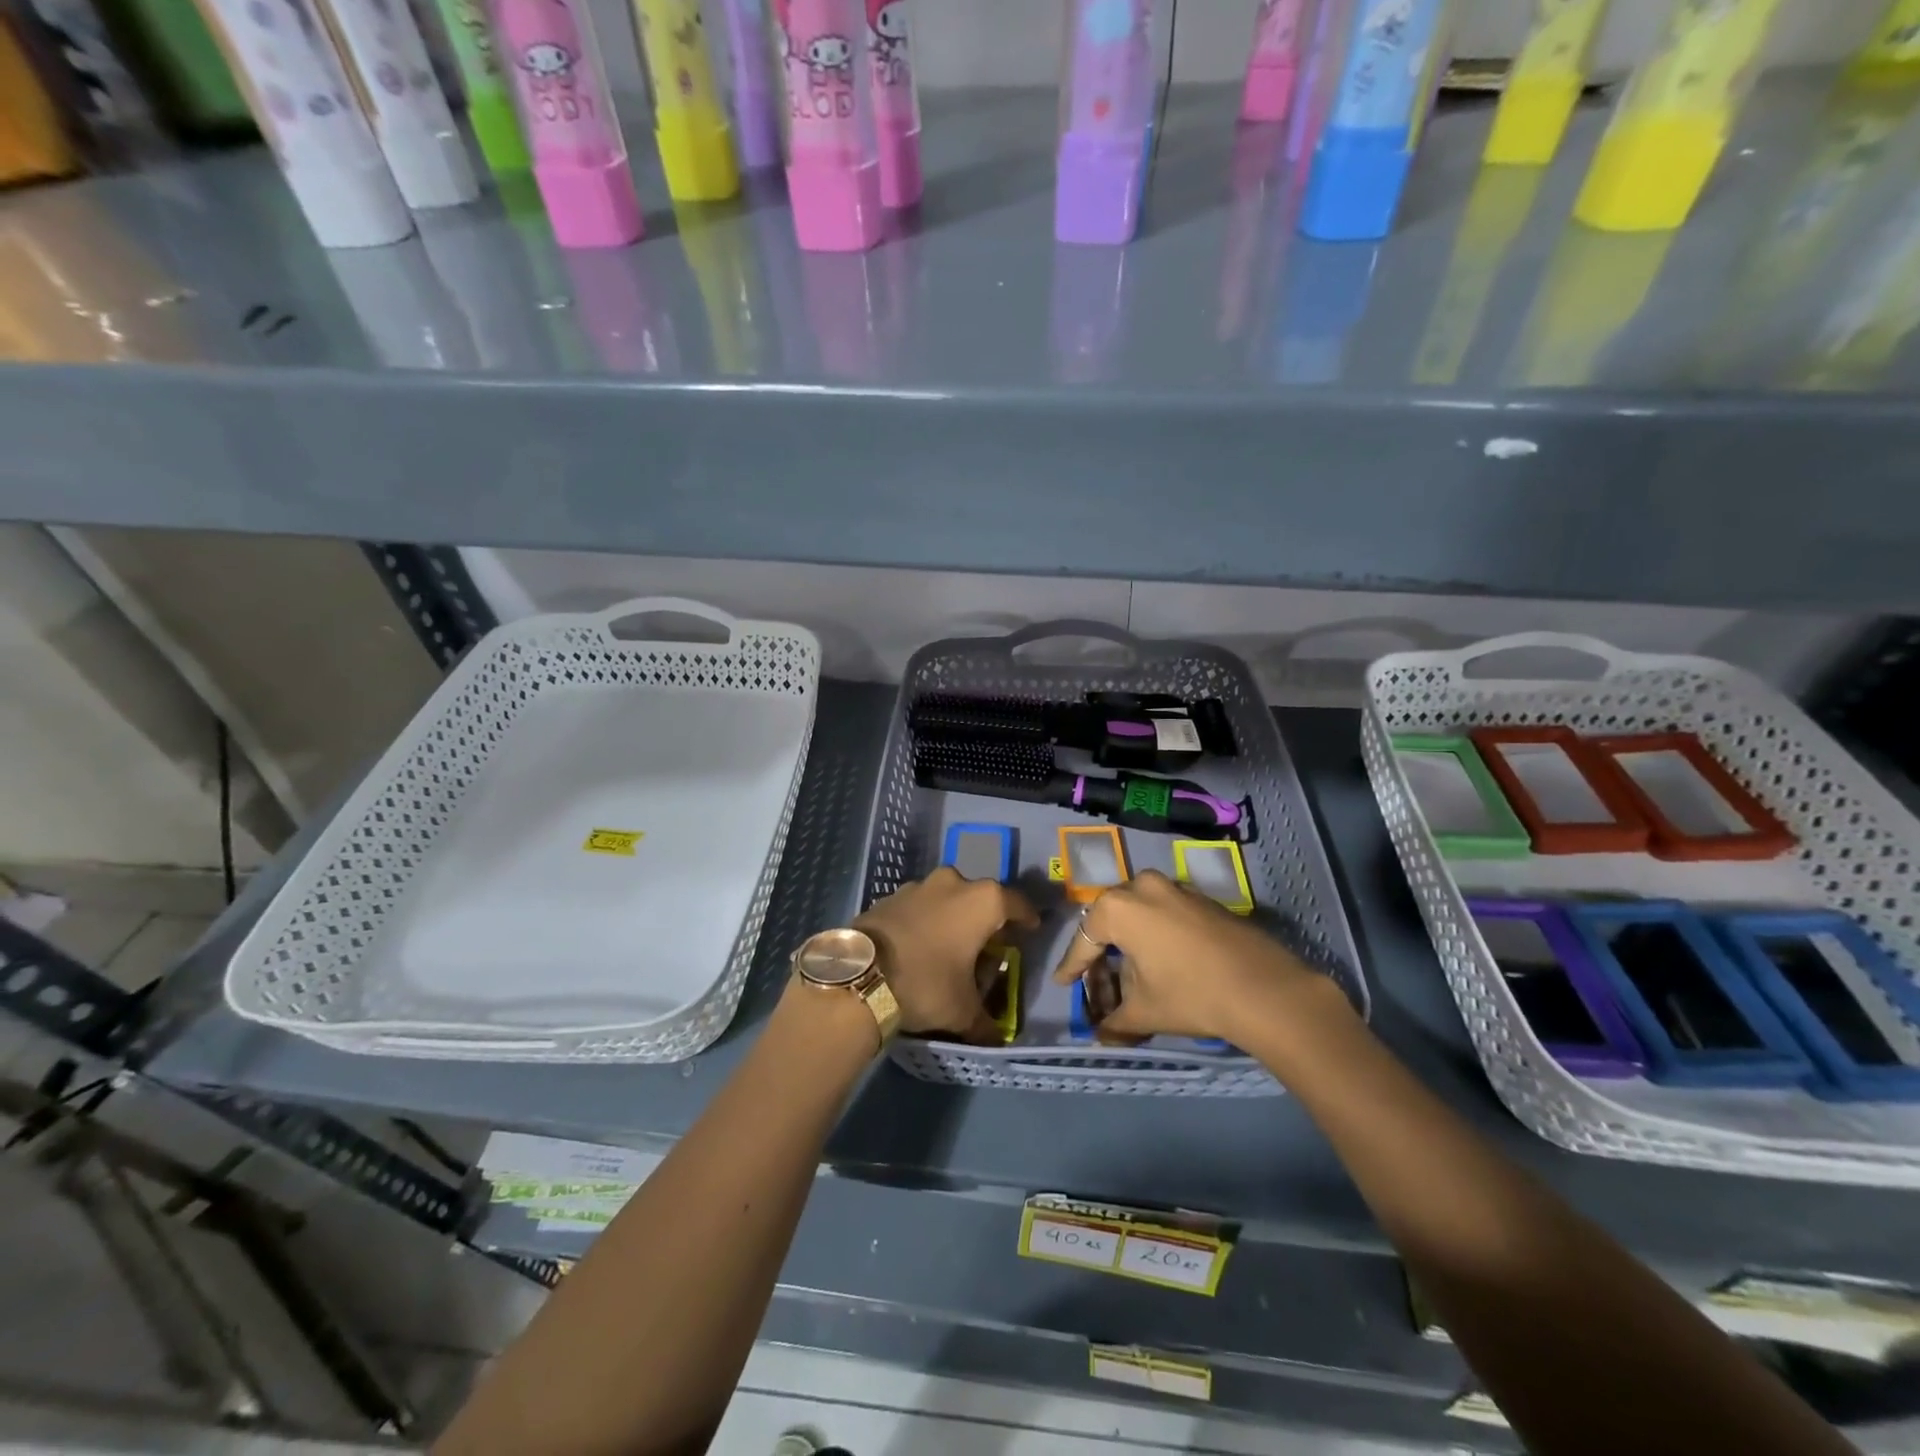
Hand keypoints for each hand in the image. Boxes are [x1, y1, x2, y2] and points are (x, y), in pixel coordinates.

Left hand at [856, 867, 1038, 1042]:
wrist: (859, 977)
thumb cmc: (927, 984)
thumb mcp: (963, 1011)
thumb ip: (986, 1023)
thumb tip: (996, 1038)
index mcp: (983, 901)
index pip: (1017, 904)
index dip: (1026, 920)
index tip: (1029, 932)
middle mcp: (954, 883)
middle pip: (981, 898)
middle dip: (986, 920)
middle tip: (986, 946)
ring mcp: (919, 885)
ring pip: (947, 898)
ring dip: (953, 917)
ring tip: (950, 947)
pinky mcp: (890, 896)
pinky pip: (920, 906)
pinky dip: (925, 921)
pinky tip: (919, 945)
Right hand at [1050, 871, 1334, 1043]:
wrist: (1266, 989)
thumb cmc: (1191, 994)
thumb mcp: (1145, 1012)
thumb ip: (1115, 1022)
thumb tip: (1101, 1036)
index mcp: (1118, 907)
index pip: (1085, 940)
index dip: (1072, 967)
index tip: (1062, 984)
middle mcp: (1142, 886)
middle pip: (1110, 922)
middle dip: (1102, 955)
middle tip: (1098, 984)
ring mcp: (1176, 888)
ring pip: (1139, 915)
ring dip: (1130, 945)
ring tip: (1131, 978)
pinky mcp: (1202, 899)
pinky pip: (1165, 914)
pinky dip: (1155, 937)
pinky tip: (1161, 964)